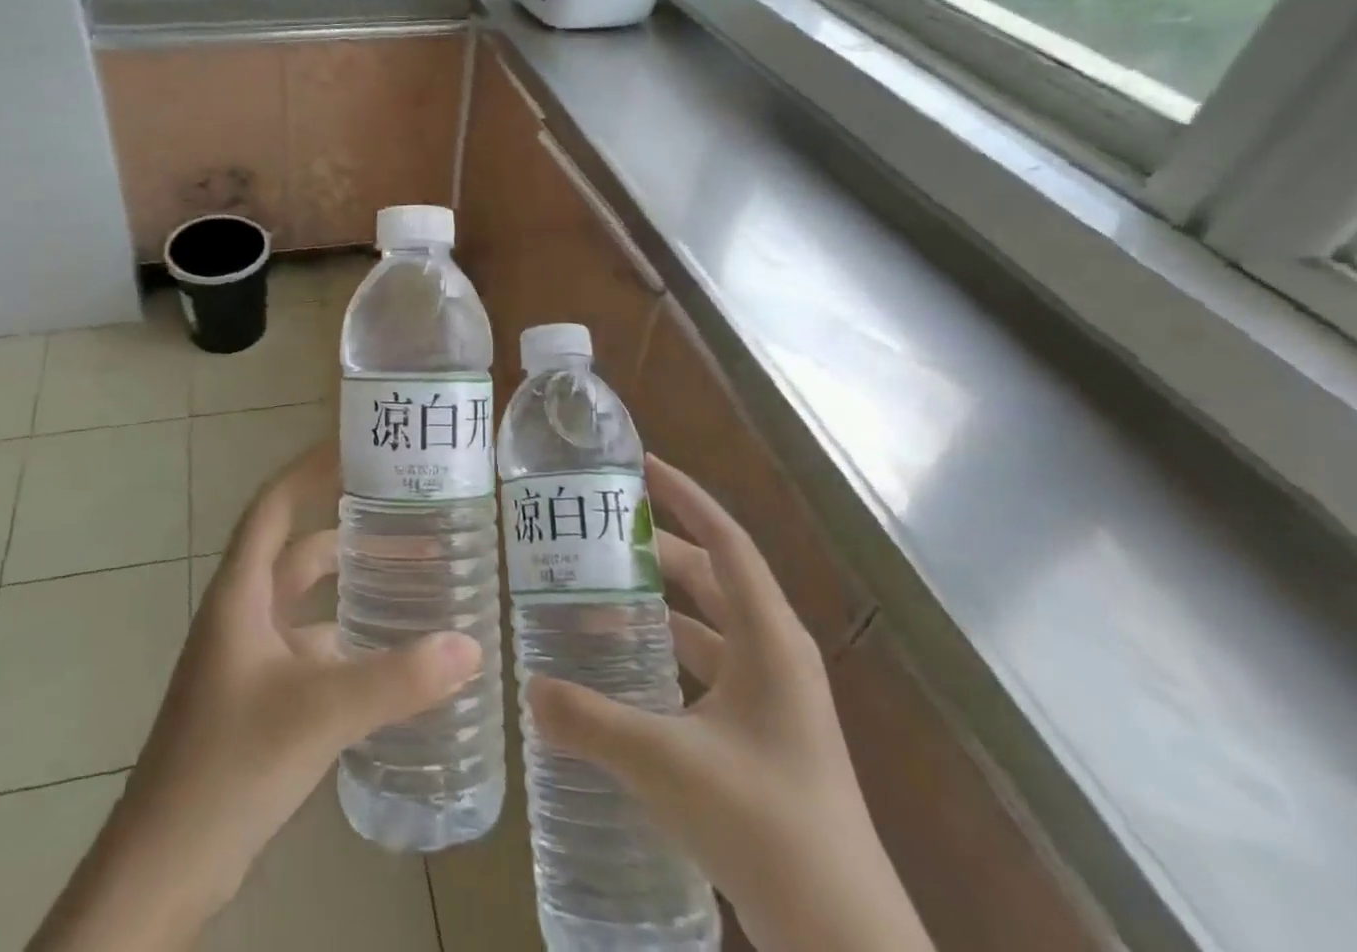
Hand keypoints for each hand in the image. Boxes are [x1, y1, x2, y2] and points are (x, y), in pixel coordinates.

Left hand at [29, 442, 481, 951]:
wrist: (162, 870)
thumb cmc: (229, 765)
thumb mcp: (319, 713)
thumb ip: (397, 680)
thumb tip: (472, 646)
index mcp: (240, 593)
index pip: (274, 505)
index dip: (309, 470)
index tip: (355, 447)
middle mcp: (243, 613)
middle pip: (297, 550)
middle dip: (346, 529)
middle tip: (404, 514)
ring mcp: (248, 659)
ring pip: (306, 603)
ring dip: (350, 587)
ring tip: (411, 576)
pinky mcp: (259, 700)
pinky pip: (310, 649)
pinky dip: (347, 641)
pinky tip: (391, 654)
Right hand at [526, 455, 931, 951]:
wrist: (842, 940)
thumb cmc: (763, 824)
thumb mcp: (664, 761)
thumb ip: (589, 720)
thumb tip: (530, 688)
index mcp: (769, 637)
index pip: (725, 540)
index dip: (686, 496)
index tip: (642, 466)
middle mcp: (775, 653)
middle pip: (711, 578)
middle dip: (657, 551)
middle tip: (598, 534)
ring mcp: (772, 697)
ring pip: (707, 625)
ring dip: (659, 606)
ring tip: (599, 593)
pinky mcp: (761, 735)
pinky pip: (706, 668)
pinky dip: (666, 654)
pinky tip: (625, 669)